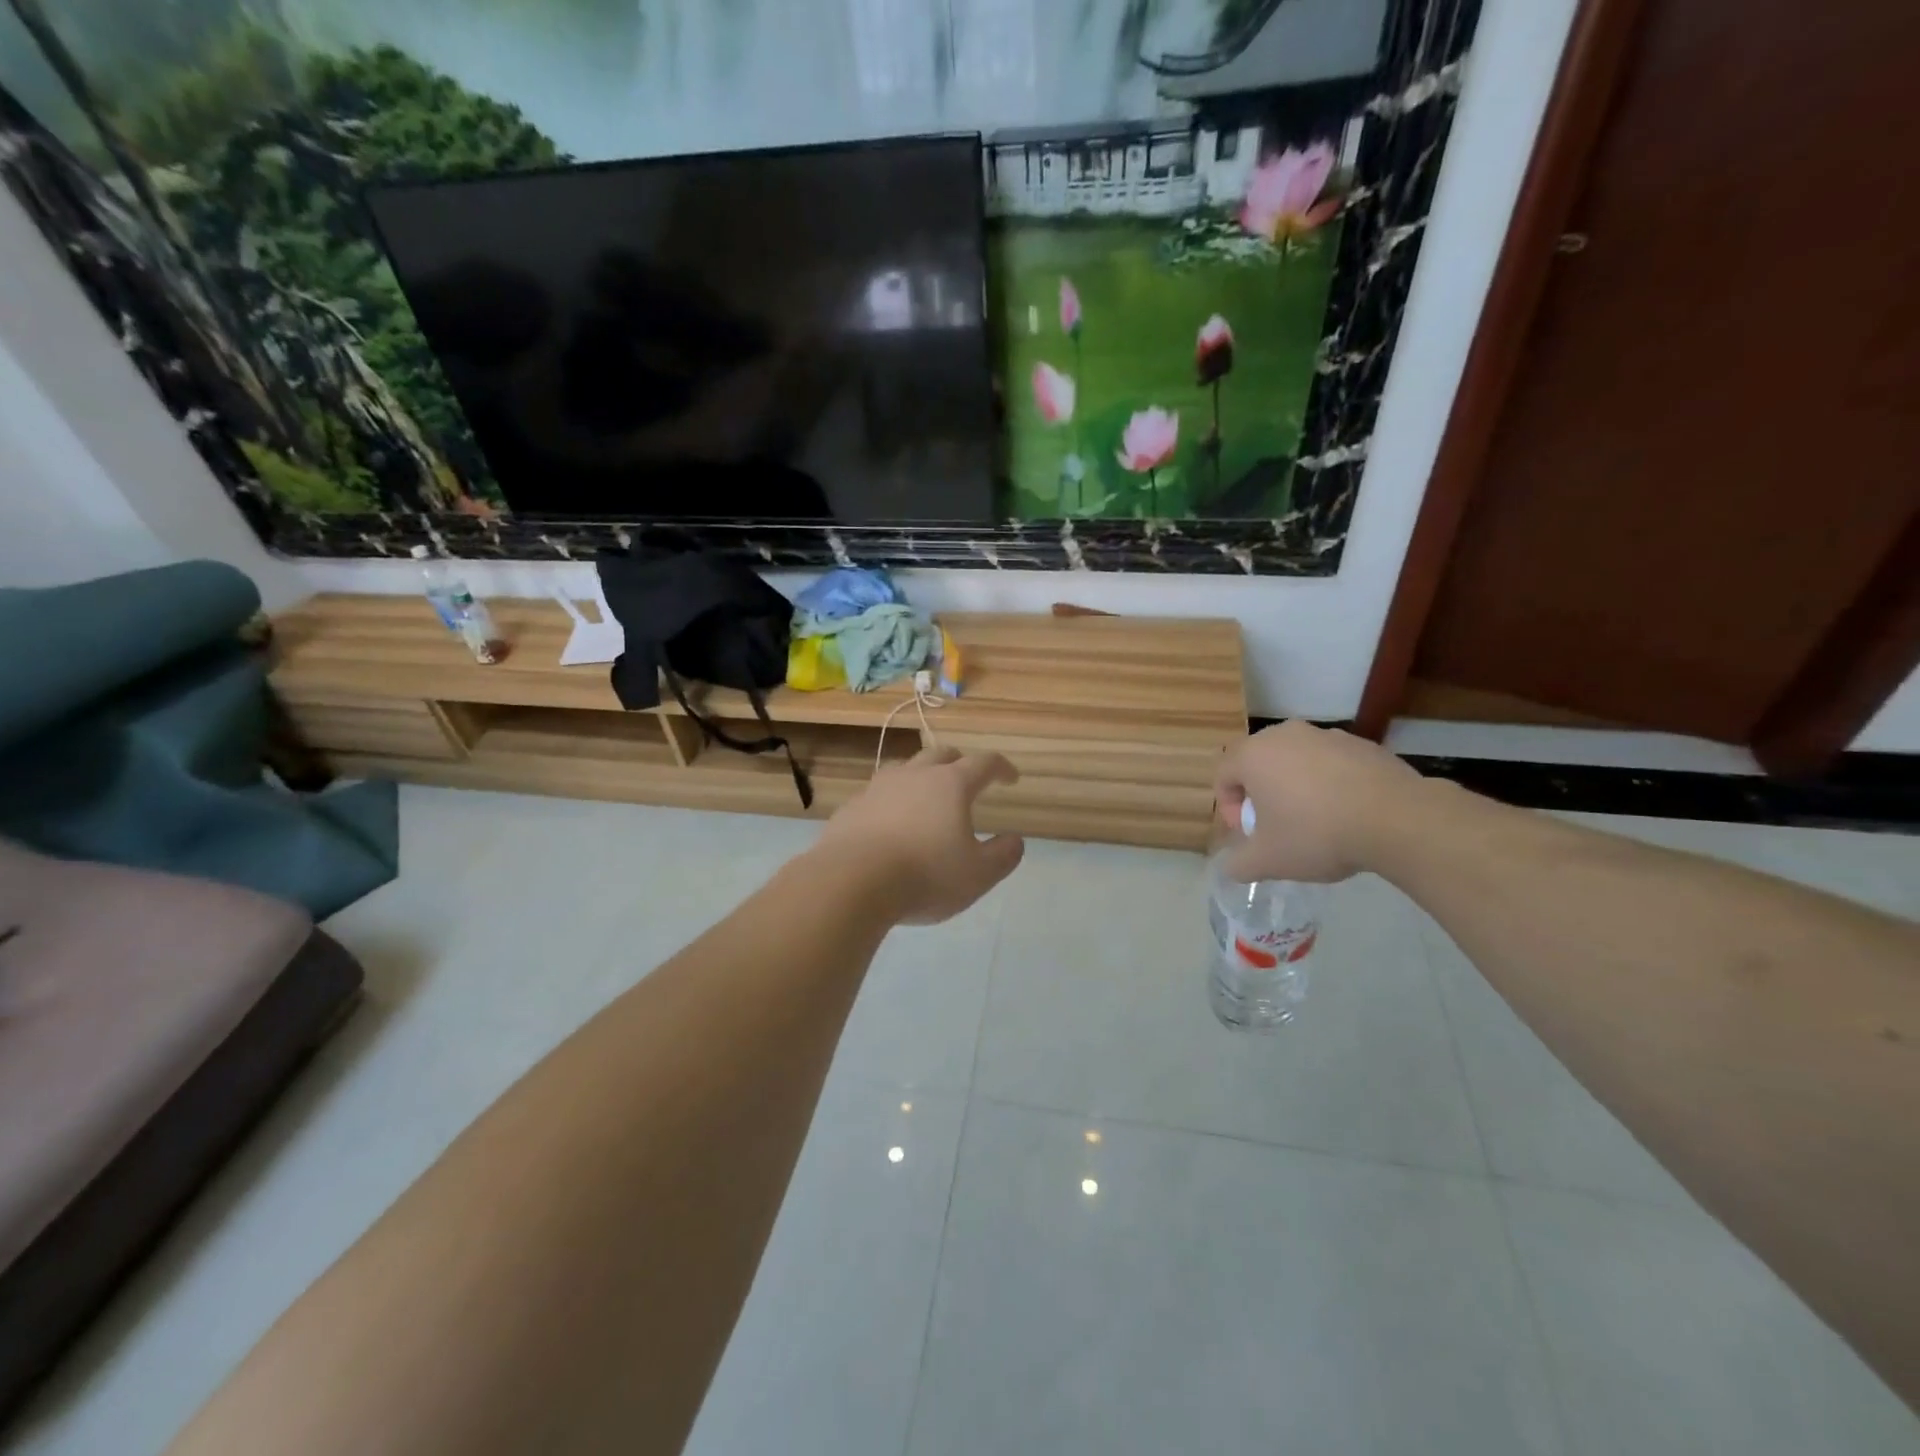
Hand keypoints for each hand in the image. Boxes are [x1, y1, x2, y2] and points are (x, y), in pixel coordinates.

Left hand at [814, 746, 1025, 923]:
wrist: (850, 882)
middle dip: (960, 763)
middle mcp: (914, 775)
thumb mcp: (978, 874)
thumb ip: (1003, 855)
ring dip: (922, 776)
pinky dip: (892, 801)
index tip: (1011, 778)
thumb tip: (1014, 840)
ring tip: (927, 796)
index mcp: (951, 784)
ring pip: (905, 768)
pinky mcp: (852, 807)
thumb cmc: (925, 875)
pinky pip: (878, 794)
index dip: (1001, 768)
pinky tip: (890, 822)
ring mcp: (878, 787)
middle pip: (941, 755)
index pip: (984, 763)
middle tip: (968, 780)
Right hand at [1214, 721, 1424, 882]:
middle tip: (1276, 827)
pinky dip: (1330, 784)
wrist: (1398, 820)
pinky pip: (1331, 764)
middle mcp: (1285, 735)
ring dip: (1296, 788)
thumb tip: (1233, 866)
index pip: (1223, 775)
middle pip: (1258, 764)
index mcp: (1253, 755)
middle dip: (1261, 795)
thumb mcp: (1268, 861)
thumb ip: (1239, 864)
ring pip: (1296, 762)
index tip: (1249, 834)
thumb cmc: (1317, 834)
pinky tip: (1347, 814)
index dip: (1228, 808)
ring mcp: (1326, 735)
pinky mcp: (1362, 744)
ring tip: (1315, 822)